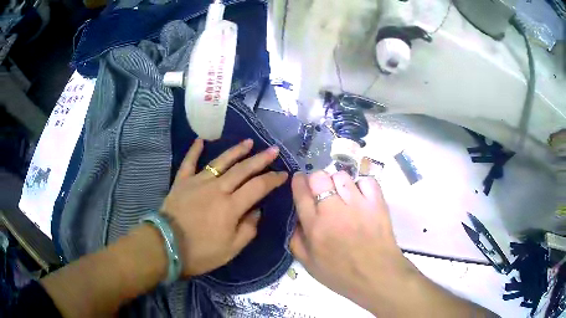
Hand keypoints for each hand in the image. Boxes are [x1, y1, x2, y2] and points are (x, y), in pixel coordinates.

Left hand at [161, 139, 287, 276]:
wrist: (166, 246)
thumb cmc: (200, 252)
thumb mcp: (231, 249)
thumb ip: (248, 229)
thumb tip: (256, 211)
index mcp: (231, 206)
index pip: (258, 187)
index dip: (273, 179)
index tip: (283, 174)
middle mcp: (217, 188)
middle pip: (243, 169)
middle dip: (260, 159)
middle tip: (273, 150)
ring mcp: (198, 182)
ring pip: (220, 162)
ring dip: (236, 151)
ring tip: (248, 142)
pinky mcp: (181, 182)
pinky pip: (189, 162)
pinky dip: (194, 150)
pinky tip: (200, 140)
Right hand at [290, 171, 416, 311]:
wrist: (377, 277)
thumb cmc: (341, 274)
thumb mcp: (309, 265)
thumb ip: (296, 240)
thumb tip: (294, 217)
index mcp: (315, 227)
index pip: (301, 193)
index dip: (298, 181)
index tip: (299, 179)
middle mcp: (334, 211)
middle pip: (319, 177)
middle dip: (317, 180)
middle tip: (322, 190)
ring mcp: (357, 205)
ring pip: (342, 176)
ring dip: (339, 183)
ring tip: (344, 195)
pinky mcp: (377, 203)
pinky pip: (366, 181)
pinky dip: (362, 185)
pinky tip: (362, 197)